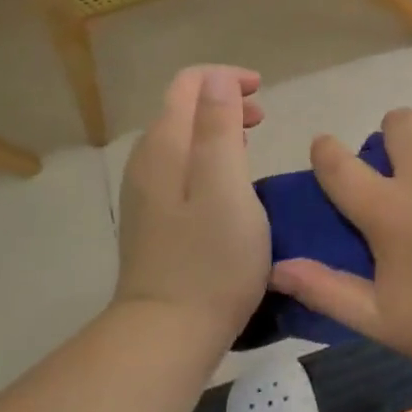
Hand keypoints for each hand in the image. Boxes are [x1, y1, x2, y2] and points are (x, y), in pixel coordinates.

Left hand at [116, 66, 269, 340]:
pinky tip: (231, 182)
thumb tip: (217, 78)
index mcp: (165, 147)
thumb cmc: (211, 258)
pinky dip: (209, 157)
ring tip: (252, 144)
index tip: (263, 93)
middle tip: (263, 119)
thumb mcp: (226, 186)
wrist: (169, 332)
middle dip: (223, 101)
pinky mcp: (155, 220)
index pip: (188, 84)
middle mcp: (148, 162)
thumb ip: (219, 127)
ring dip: (218, 129)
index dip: (225, 78)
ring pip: (183, 139)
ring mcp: (148, 193)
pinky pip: (182, 167)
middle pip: (183, 109)